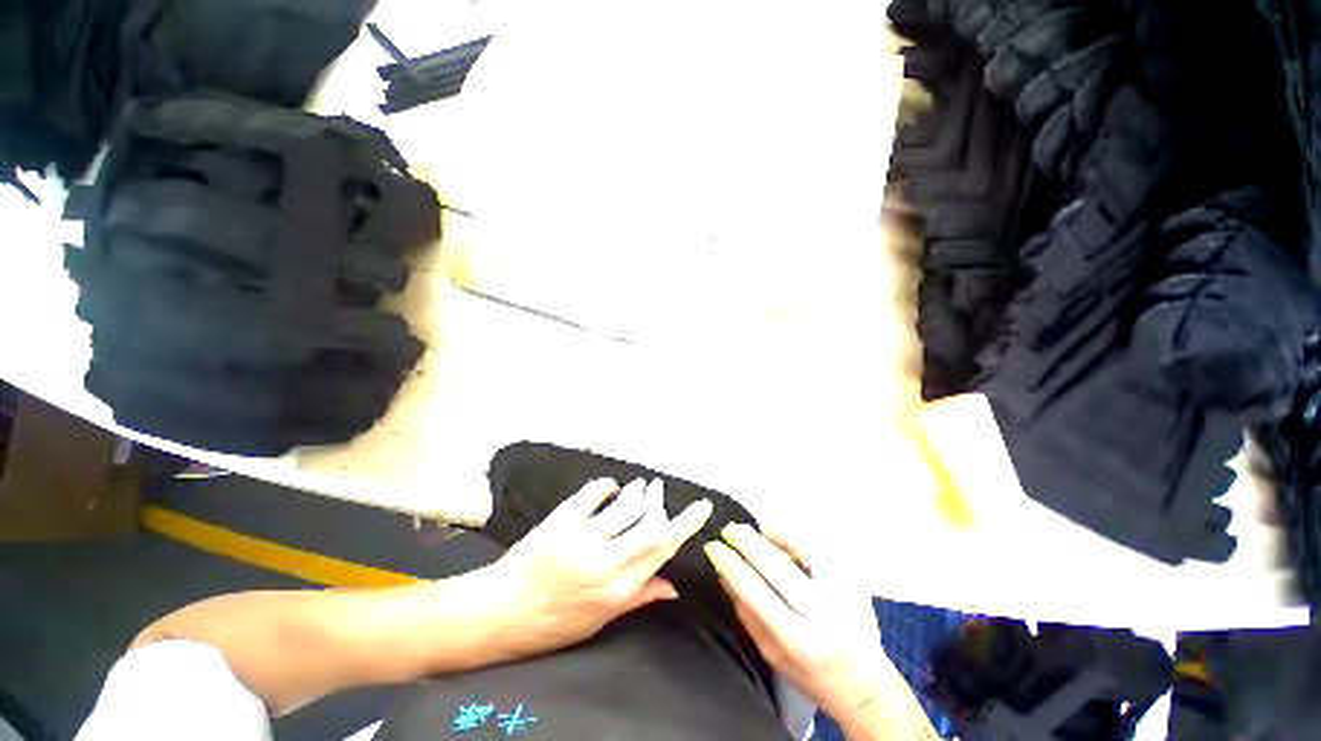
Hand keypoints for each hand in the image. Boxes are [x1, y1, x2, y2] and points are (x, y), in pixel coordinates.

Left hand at [483, 477, 712, 660]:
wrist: (498, 613)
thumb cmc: (551, 623)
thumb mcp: (599, 620)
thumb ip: (639, 597)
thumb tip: (673, 587)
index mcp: (618, 590)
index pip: (663, 550)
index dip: (687, 524)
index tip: (701, 506)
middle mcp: (606, 562)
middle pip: (651, 522)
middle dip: (662, 502)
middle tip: (661, 490)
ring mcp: (582, 537)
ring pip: (627, 504)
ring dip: (639, 492)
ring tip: (642, 487)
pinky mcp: (563, 520)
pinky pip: (594, 492)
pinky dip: (609, 486)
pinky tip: (612, 489)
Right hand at [704, 524, 892, 720]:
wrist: (866, 685)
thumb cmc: (812, 675)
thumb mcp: (772, 654)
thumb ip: (746, 614)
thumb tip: (723, 575)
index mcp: (799, 639)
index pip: (757, 593)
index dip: (732, 566)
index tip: (713, 548)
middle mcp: (823, 613)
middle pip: (777, 566)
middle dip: (748, 542)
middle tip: (729, 529)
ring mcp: (843, 592)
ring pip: (802, 549)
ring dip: (772, 534)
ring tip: (754, 529)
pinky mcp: (854, 579)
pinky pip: (818, 547)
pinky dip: (794, 536)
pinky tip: (779, 534)